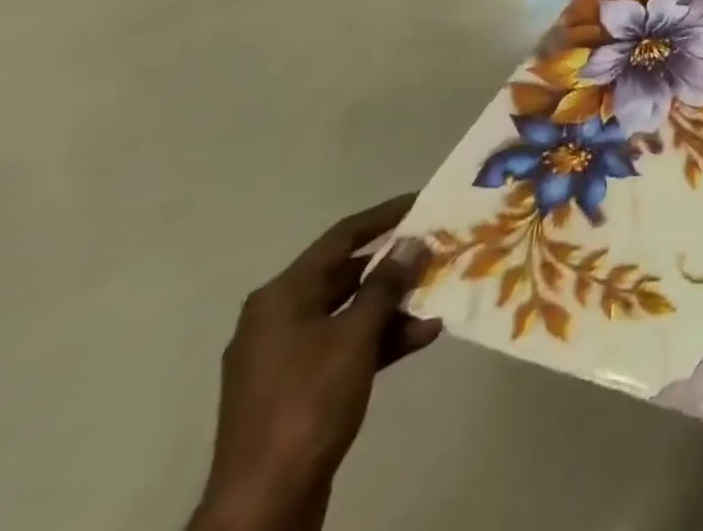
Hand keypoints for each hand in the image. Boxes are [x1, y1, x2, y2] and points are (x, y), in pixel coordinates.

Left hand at [187, 196, 440, 530]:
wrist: (264, 504)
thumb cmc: (308, 403)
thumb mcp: (356, 336)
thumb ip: (386, 284)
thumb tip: (413, 243)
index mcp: (282, 297)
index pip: (341, 237)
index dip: (384, 216)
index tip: (423, 202)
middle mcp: (279, 317)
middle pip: (346, 274)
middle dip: (395, 266)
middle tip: (438, 251)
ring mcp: (286, 356)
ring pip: (350, 312)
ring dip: (394, 305)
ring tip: (439, 298)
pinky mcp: (298, 388)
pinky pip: (346, 345)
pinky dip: (381, 338)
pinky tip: (422, 336)